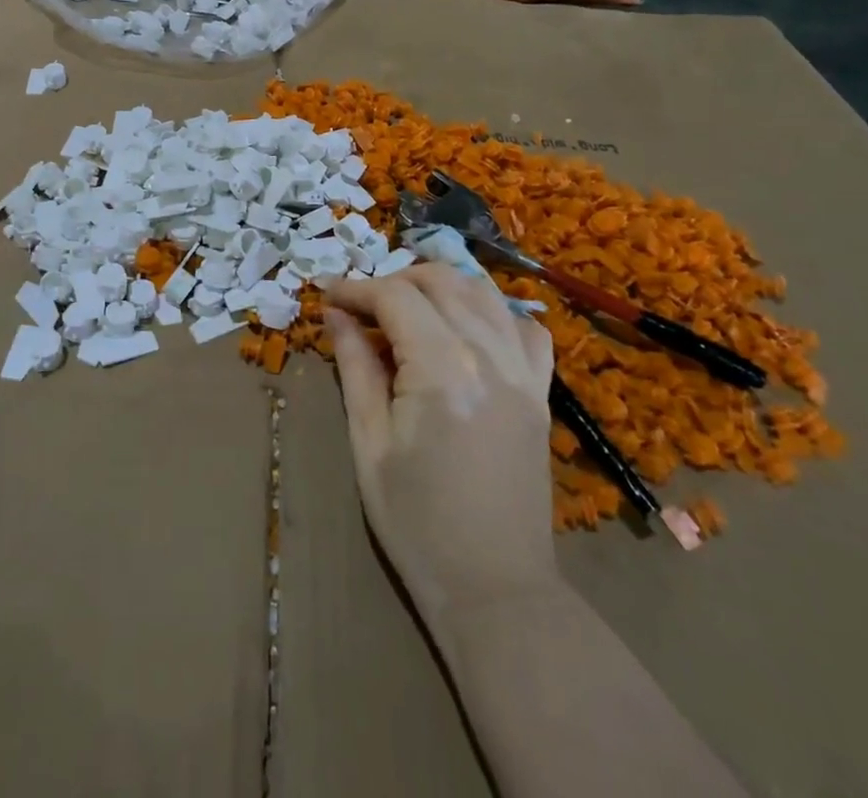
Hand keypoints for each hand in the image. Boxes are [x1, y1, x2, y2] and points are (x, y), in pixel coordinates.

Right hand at [323, 265, 558, 645]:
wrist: (494, 588)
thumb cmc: (416, 521)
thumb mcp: (369, 442)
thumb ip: (355, 366)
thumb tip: (335, 314)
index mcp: (442, 369)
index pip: (395, 297)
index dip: (356, 288)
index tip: (327, 295)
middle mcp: (489, 355)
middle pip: (441, 281)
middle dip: (394, 280)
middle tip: (362, 307)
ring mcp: (523, 371)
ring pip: (483, 291)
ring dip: (440, 285)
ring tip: (407, 308)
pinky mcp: (540, 392)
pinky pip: (526, 328)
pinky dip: (493, 312)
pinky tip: (467, 330)